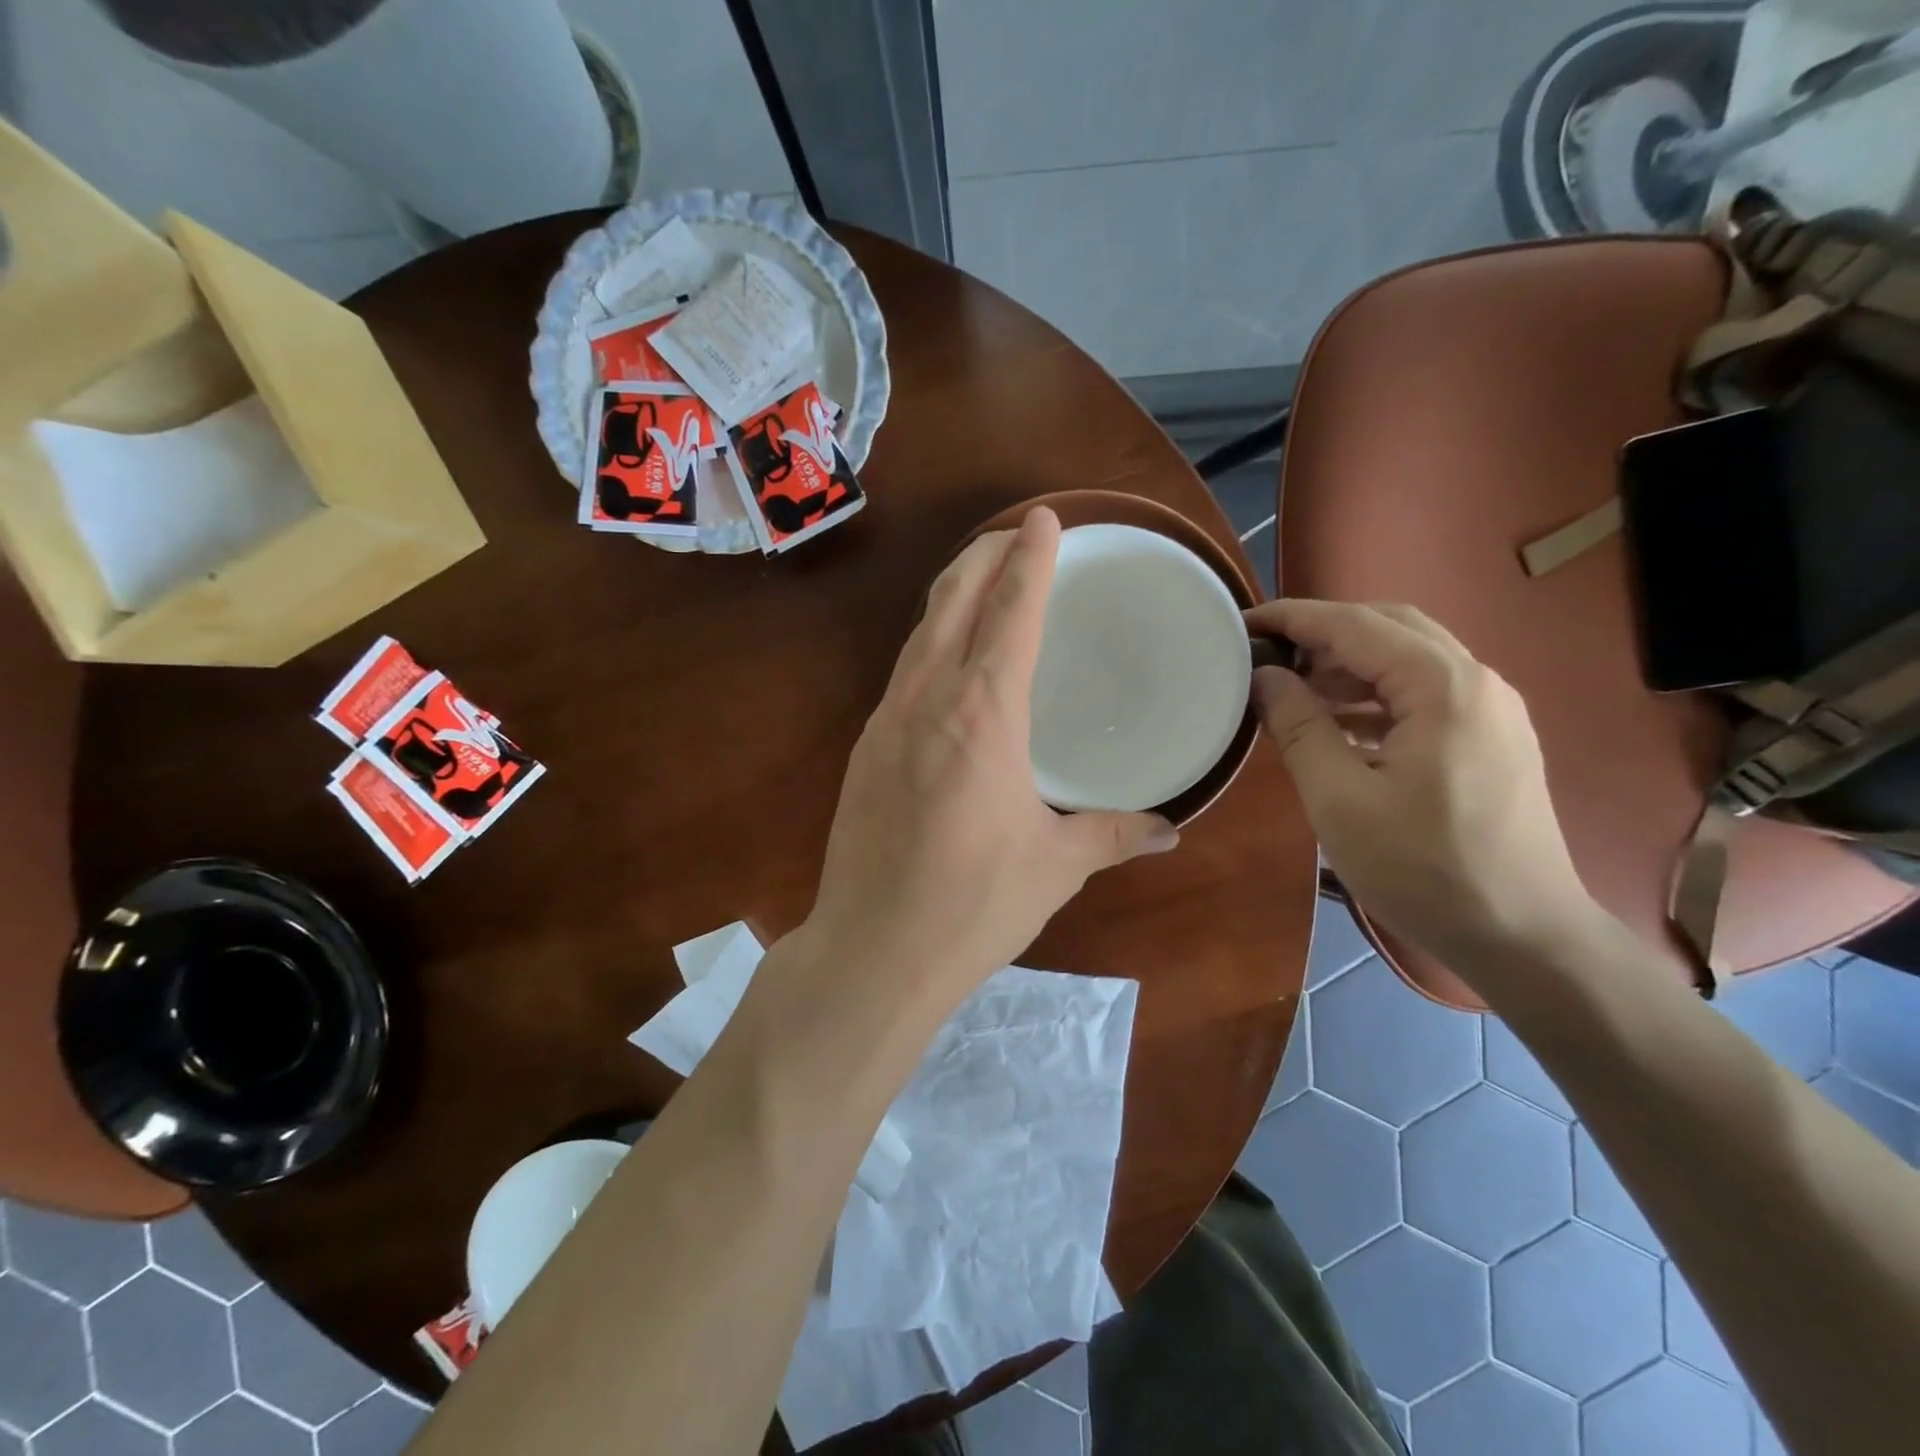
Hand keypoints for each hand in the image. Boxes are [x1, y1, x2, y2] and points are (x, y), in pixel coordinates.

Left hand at [803, 507, 1177, 1012]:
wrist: (873, 950)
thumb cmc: (973, 905)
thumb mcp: (1055, 865)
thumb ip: (1114, 834)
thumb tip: (1169, 829)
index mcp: (983, 715)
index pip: (1010, 612)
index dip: (1030, 559)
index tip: (1043, 519)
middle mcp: (929, 700)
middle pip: (952, 600)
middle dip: (984, 556)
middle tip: (1014, 534)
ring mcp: (886, 720)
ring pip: (921, 633)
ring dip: (952, 594)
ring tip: (981, 579)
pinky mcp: (864, 748)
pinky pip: (903, 672)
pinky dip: (930, 643)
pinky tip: (946, 660)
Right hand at [1246, 599, 1597, 966]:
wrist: (1524, 938)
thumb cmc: (1424, 869)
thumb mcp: (1340, 799)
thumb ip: (1298, 727)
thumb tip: (1265, 676)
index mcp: (1444, 688)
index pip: (1357, 626)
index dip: (1295, 619)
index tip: (1243, 623)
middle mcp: (1476, 682)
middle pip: (1391, 628)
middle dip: (1324, 633)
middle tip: (1269, 654)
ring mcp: (1490, 711)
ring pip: (1408, 660)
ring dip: (1348, 665)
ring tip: (1293, 689)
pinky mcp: (1489, 740)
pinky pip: (1422, 695)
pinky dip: (1373, 696)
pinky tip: (1336, 725)